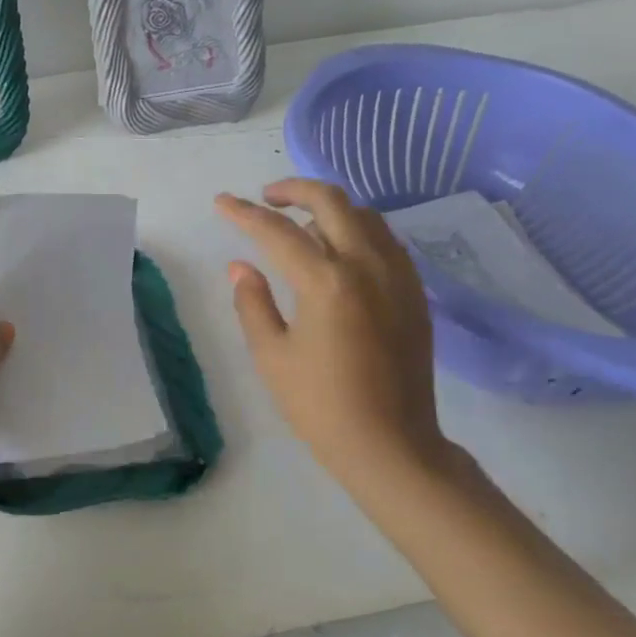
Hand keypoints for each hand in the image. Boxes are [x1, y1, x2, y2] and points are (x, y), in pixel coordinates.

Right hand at [216, 179, 445, 475]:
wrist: (393, 446)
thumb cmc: (321, 406)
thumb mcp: (271, 356)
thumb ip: (252, 302)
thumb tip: (241, 266)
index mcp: (326, 282)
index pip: (276, 231)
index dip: (243, 213)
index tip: (221, 202)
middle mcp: (366, 266)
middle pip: (331, 201)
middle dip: (293, 190)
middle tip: (266, 199)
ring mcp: (398, 276)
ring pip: (364, 215)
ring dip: (328, 207)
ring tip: (300, 224)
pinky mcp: (414, 293)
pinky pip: (385, 240)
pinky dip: (356, 230)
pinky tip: (338, 251)